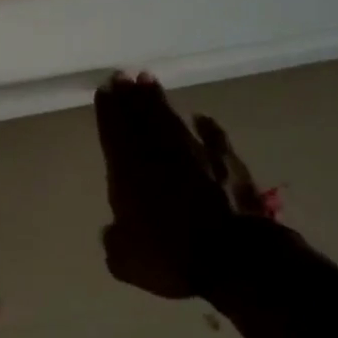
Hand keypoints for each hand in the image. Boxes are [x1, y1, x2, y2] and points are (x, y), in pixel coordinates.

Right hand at [93, 73, 276, 298]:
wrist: (233, 257)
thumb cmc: (171, 258)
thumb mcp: (126, 261)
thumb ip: (115, 241)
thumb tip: (113, 231)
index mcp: (129, 174)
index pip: (114, 133)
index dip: (109, 111)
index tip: (105, 90)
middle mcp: (160, 156)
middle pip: (141, 118)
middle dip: (129, 97)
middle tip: (123, 76)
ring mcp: (196, 155)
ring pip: (171, 120)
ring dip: (159, 100)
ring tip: (148, 81)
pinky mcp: (227, 163)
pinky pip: (213, 137)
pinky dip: (206, 126)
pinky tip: (201, 117)